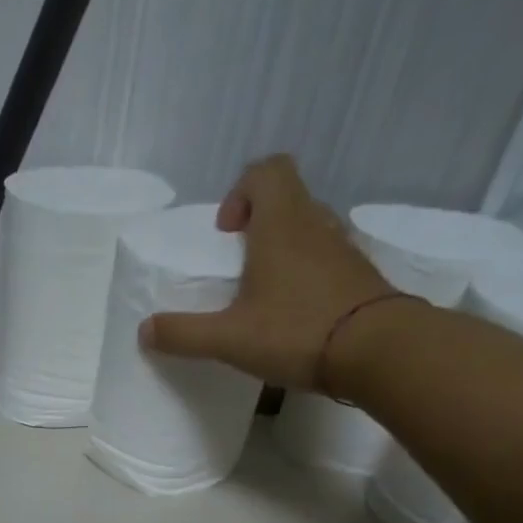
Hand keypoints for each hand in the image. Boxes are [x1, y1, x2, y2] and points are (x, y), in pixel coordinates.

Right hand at [139, 154, 392, 391]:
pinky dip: (307, 277)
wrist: (377, 351)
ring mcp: (344, 250)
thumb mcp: (229, 339)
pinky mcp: (360, 277)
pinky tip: (293, 316)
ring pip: (309, 230)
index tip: (225, 234)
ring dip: (283, 251)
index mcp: (281, 224)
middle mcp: (316, 225)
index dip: (241, 192)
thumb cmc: (296, 331)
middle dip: (258, 225)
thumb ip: (184, 334)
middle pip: (288, 199)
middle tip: (238, 268)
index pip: (266, 171)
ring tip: (262, 295)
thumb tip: (145, 330)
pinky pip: (327, 261)